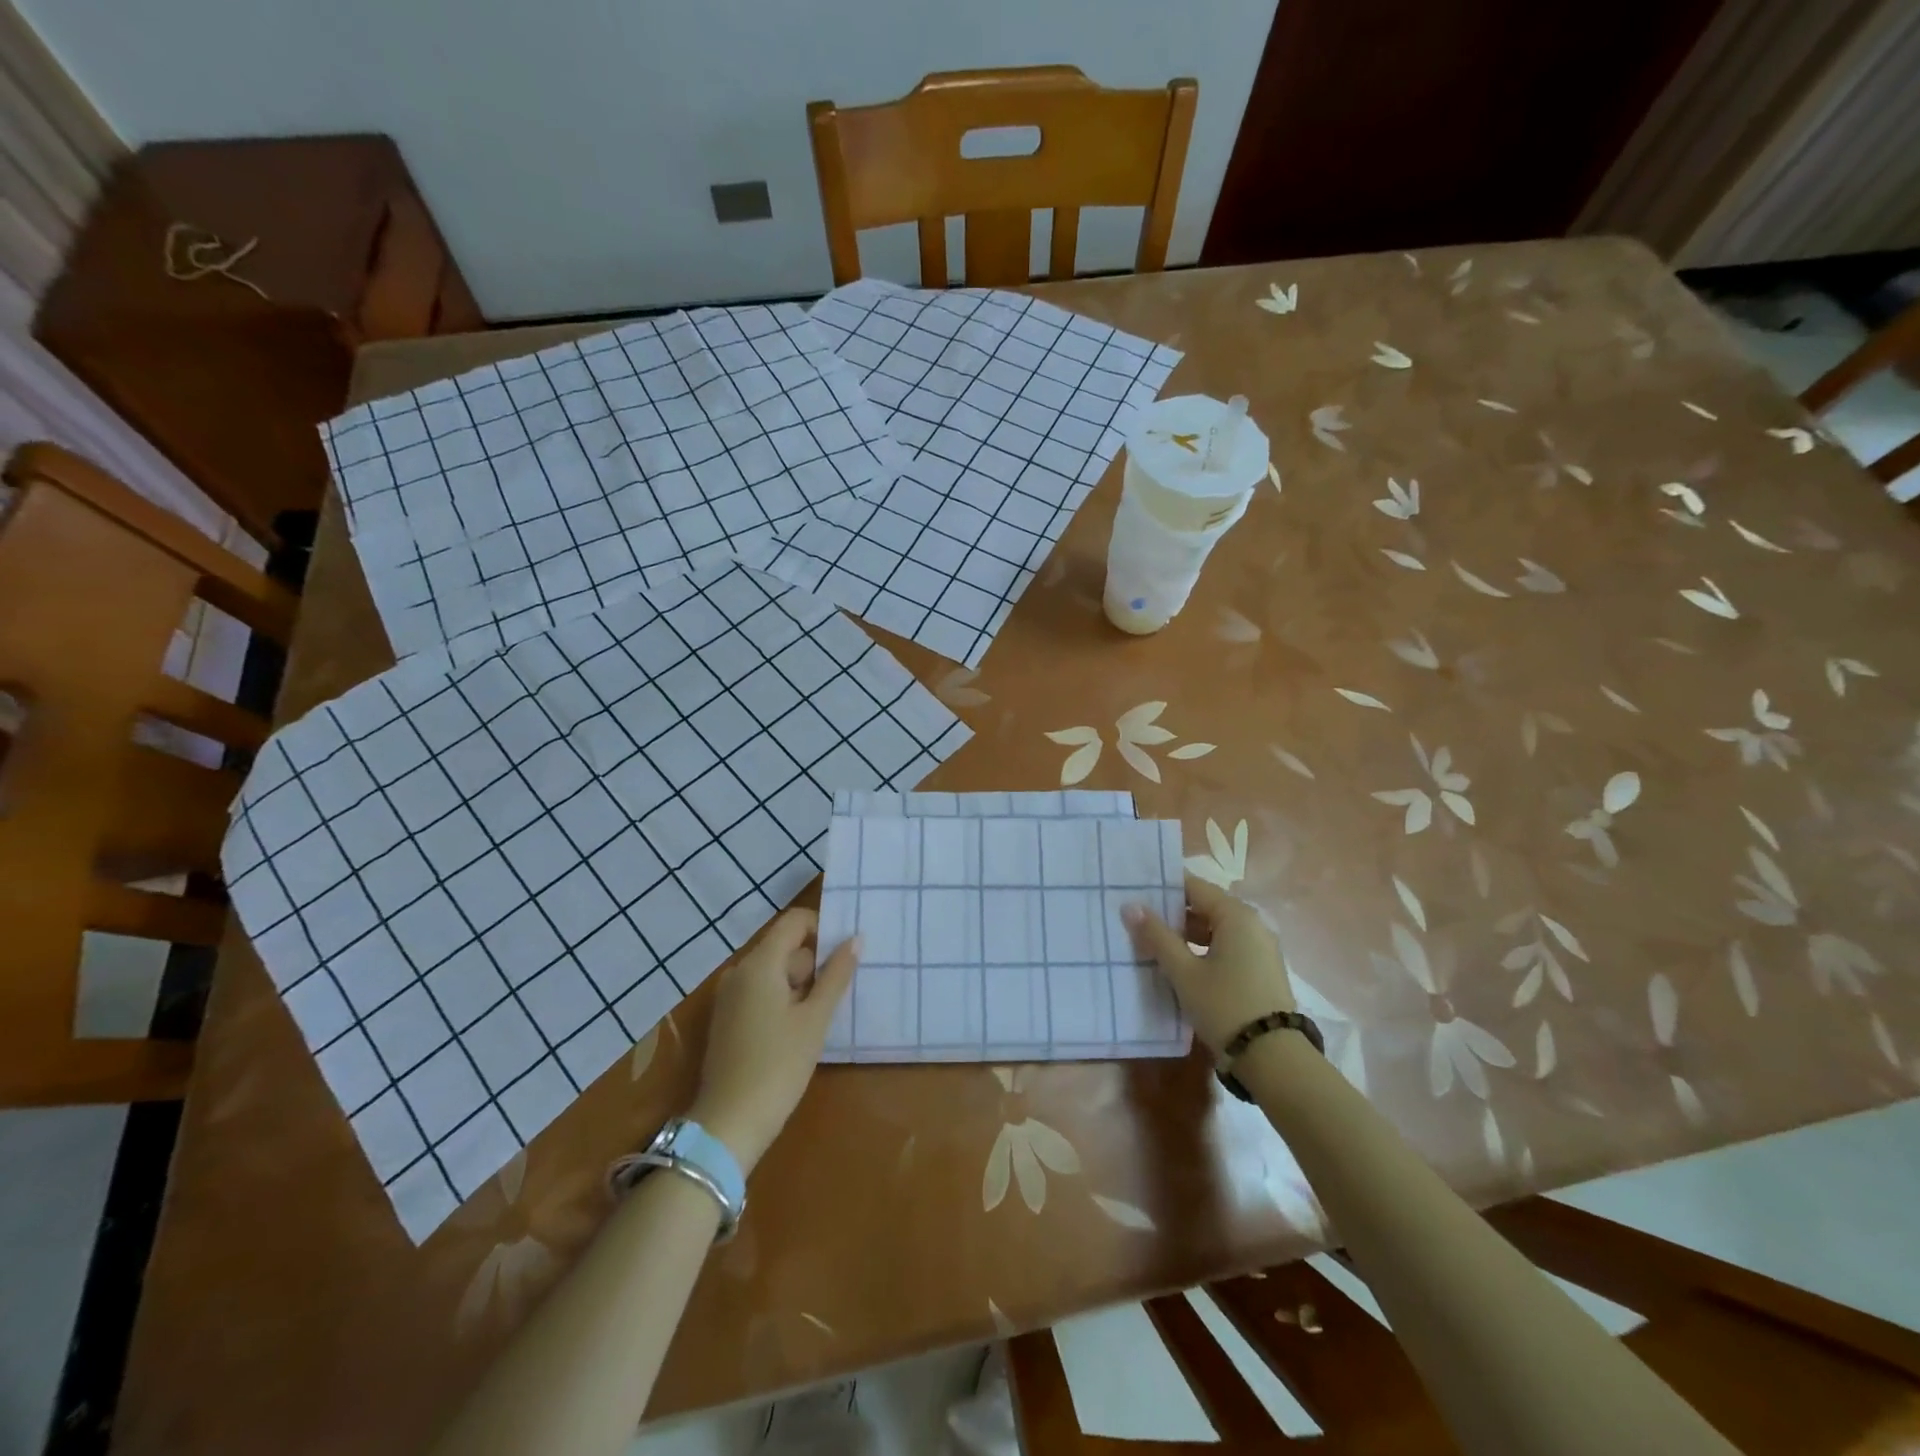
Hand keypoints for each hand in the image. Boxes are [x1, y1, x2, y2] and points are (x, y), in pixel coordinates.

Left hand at [687, 909, 858, 1174]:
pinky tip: (799, 1030)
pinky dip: (783, 1000)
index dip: (823, 929)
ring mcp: (730, 996)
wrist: (729, 1124)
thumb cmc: (779, 1066)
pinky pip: (762, 992)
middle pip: (786, 947)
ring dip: (801, 985)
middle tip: (838, 995)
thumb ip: (836, 975)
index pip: (795, 921)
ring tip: (822, 1017)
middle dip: (815, 964)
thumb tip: (855, 939)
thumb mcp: (815, 1019)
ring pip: (775, 972)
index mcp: (760, 963)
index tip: (845, 956)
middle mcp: (740, 971)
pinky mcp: (728, 1018)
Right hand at [1122, 876, 1293, 1054]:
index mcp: (1236, 915)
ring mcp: (1260, 947)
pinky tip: (1181, 965)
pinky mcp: (1261, 969)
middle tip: (1138, 920)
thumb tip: (1130, 906)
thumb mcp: (1183, 972)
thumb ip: (1157, 936)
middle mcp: (1252, 923)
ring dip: (1186, 934)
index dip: (1164, 887)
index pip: (1194, 886)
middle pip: (1205, 906)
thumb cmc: (1224, 1005)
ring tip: (1153, 944)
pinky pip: (1227, 946)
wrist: (1273, 1058)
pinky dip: (1204, 949)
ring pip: (1216, 928)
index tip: (1135, 891)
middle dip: (1172, 913)